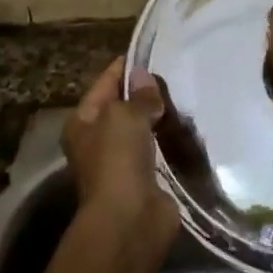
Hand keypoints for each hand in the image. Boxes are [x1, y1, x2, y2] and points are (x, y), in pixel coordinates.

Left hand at [63, 56, 178, 237]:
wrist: (130, 219)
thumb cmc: (117, 160)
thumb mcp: (124, 116)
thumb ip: (138, 95)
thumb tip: (144, 76)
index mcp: (82, 122)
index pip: (104, 84)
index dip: (126, 68)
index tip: (152, 53)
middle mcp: (98, 141)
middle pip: (124, 108)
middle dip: (146, 94)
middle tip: (177, 75)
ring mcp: (122, 162)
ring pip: (144, 129)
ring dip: (161, 118)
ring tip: (187, 97)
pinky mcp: (145, 179)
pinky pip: (159, 150)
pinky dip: (171, 141)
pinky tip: (190, 128)